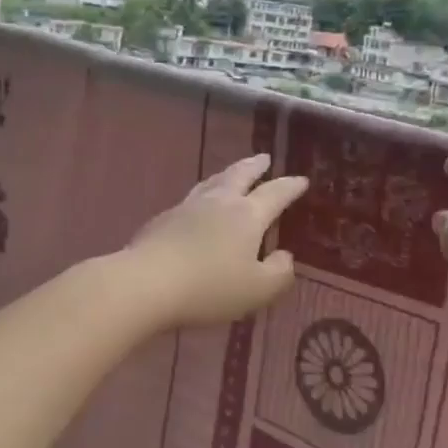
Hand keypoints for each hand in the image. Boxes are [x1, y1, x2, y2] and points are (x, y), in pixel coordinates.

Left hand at [123, 155, 308, 329]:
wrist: (147, 282)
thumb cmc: (209, 288)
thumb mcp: (257, 290)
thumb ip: (278, 272)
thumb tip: (284, 255)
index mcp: (247, 215)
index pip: (275, 194)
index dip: (290, 186)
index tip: (301, 179)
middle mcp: (218, 203)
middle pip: (239, 175)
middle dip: (255, 166)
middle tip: (264, 158)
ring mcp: (187, 207)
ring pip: (212, 182)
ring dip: (227, 175)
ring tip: (233, 174)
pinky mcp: (163, 219)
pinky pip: (191, 199)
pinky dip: (203, 195)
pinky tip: (199, 206)